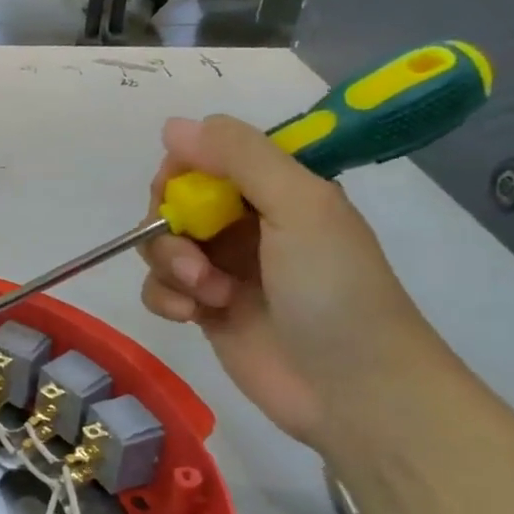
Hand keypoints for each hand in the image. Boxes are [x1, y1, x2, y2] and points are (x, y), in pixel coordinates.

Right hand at [139, 115, 440, 447]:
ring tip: (207, 294)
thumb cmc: (335, 290)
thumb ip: (239, 157)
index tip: (180, 194)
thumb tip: (172, 123)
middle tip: (194, 253)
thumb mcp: (299, 206)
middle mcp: (246, 223)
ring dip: (171, 266)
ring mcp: (223, 269)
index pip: (207, 157)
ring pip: (161, 246)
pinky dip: (165, 298)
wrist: (354, 390)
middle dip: (171, 226)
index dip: (183, 171)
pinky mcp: (205, 311)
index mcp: (276, 190)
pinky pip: (160, 289)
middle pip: (174, 202)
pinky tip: (191, 315)